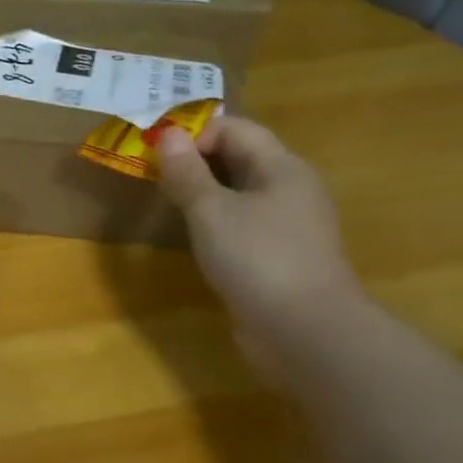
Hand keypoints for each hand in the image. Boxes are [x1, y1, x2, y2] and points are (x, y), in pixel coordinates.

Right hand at [155, 117, 365, 368]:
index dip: (195, 134)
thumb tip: (168, 135)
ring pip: (240, 192)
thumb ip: (187, 173)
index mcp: (281, 167)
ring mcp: (288, 225)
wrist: (306, 333)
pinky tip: (196, 239)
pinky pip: (244, 223)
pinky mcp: (281, 256)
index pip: (235, 129)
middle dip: (196, 161)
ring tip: (169, 205)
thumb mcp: (211, 211)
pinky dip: (217, 221)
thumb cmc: (258, 260)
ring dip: (204, 192)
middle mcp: (290, 189)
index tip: (158, 156)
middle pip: (240, 157)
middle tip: (155, 177)